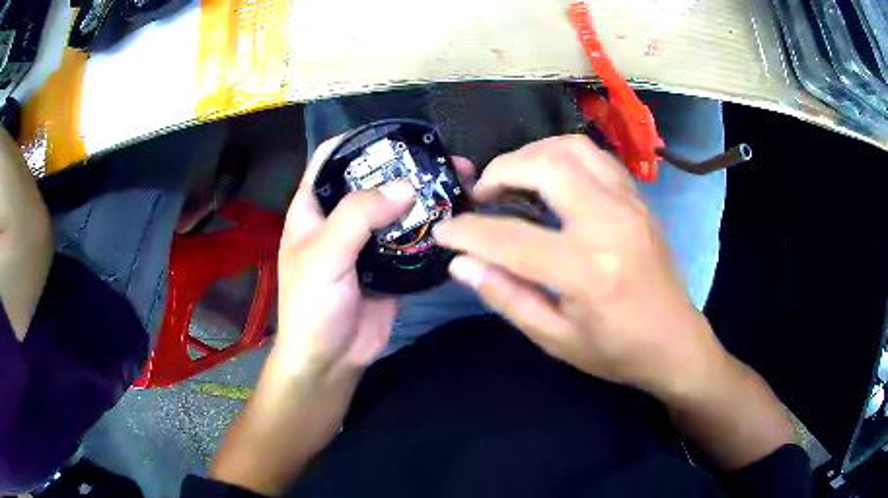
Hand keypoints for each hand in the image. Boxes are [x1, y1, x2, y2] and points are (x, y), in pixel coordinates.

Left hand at [212, 139, 478, 492]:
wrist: (331, 359)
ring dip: (424, 196)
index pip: (331, 159)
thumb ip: (358, 216)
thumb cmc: (313, 306)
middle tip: (443, 158)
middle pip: (372, 180)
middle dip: (404, 167)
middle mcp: (340, 219)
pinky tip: (457, 217)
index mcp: (313, 208)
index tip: (395, 133)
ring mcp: (367, 242)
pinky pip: (412, 238)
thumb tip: (405, 186)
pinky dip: (432, 227)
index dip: (358, 140)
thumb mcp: (325, 255)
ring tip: (460, 182)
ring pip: (397, 208)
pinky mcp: (390, 265)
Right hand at [433, 135, 727, 398]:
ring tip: (513, 180)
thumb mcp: (556, 339)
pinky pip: (597, 158)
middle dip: (500, 171)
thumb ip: (507, 297)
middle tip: (482, 195)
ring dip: (533, 155)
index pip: (510, 238)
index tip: (444, 231)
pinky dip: (565, 157)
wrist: (675, 342)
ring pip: (572, 149)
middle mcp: (609, 223)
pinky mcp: (639, 200)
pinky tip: (553, 179)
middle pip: (546, 166)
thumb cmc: (617, 351)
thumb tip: (462, 264)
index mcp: (586, 270)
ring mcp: (629, 205)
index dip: (467, 232)